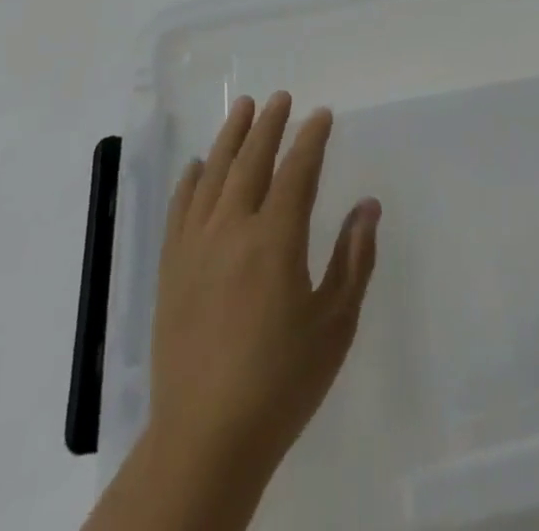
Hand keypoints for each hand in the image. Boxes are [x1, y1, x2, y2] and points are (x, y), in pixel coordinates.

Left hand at [149, 92, 380, 483]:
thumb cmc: (282, 381)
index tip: (321, 114)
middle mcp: (232, 230)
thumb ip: (354, 258)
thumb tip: (368, 205)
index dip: (311, 138)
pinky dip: (189, 181)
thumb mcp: (335, 323)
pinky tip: (197, 166)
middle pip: (251, 161)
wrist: (206, 439)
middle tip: (280, 98)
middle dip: (268, 125)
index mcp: (276, 239)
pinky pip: (179, 210)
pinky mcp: (171, 270)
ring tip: (242, 109)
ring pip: (213, 175)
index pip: (297, 171)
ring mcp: (196, 247)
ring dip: (229, 138)